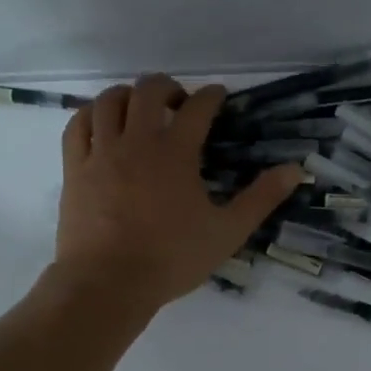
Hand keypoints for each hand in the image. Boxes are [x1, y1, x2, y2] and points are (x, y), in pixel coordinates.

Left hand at [55, 74, 301, 314]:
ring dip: (128, 95)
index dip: (212, 95)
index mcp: (175, 153)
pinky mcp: (75, 168)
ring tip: (140, 109)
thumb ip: (261, 198)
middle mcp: (137, 141)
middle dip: (168, 86)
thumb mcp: (227, 232)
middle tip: (180, 103)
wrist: (107, 284)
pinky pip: (78, 125)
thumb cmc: (171, 259)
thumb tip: (295, 170)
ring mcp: (101, 152)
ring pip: (109, 100)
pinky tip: (102, 123)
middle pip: (149, 90)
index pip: (198, 107)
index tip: (219, 96)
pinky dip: (92, 114)